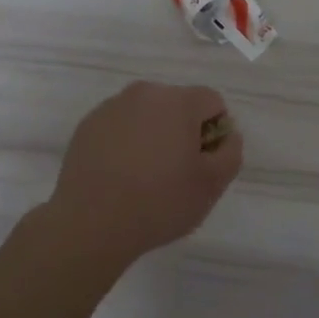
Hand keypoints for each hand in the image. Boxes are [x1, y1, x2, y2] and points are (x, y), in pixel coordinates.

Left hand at [44, 81, 243, 265]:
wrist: (90, 224)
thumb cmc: (159, 202)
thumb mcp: (212, 185)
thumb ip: (231, 152)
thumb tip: (227, 135)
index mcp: (178, 101)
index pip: (212, 102)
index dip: (215, 132)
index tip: (202, 163)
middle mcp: (145, 93)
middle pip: (178, 105)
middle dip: (183, 131)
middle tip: (175, 172)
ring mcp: (112, 107)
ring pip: (147, 115)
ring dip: (154, 135)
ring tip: (144, 176)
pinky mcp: (87, 125)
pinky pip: (120, 126)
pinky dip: (126, 143)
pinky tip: (120, 175)